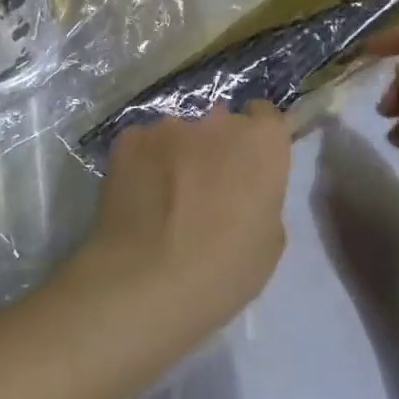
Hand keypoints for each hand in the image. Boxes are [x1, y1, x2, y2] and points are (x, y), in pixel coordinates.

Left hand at [74, 103, 291, 349]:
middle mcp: (217, 121)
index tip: (250, 167)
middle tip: (208, 190)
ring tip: (166, 199)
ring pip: (180, 135)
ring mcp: (169, 126)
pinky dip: (145, 164)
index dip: (258, 140)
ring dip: (179, 156)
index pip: (266, 116)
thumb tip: (243, 189)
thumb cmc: (222, 270)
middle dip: (217, 148)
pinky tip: (139, 199)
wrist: (145, 282)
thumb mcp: (268, 242)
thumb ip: (262, 197)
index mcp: (261, 142)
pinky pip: (144, 145)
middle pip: (222, 124)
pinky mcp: (129, 139)